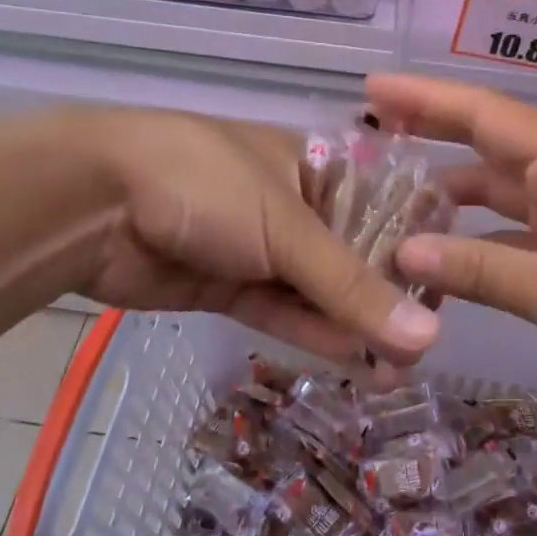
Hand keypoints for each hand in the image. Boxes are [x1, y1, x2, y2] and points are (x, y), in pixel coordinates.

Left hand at [63, 107, 440, 373]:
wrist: (93, 201)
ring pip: (315, 289)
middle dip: (383, 299)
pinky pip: (279, 309)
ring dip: (350, 325)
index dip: (412, 249)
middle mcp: (291, 203)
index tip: (444, 293)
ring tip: (394, 371)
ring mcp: (256, 246)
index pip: (380, 207)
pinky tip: (352, 359)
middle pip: (350, 254)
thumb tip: (427, 338)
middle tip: (418, 349)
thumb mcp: (288, 227)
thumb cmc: (206, 184)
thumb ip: (352, 286)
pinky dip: (311, 331)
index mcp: (313, 164)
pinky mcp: (226, 284)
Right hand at [366, 74, 536, 430]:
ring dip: (445, 196)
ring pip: (494, 192)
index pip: (487, 115)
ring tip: (384, 197)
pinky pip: (507, 234)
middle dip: (429, 132)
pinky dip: (470, 241)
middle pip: (486, 144)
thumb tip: (401, 254)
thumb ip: (479, 270)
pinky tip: (431, 256)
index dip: (426, 99)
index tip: (372, 87)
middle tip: (366, 128)